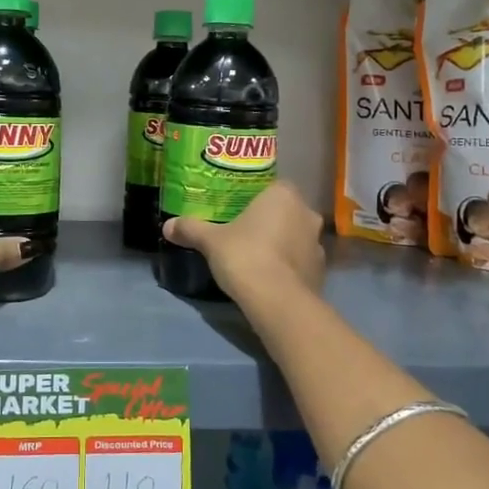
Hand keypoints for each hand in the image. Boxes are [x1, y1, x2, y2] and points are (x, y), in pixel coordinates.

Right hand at [162, 181, 324, 302]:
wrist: (278, 302)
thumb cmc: (245, 256)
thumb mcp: (211, 241)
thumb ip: (191, 229)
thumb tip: (167, 225)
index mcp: (283, 195)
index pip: (273, 186)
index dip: (257, 197)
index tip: (239, 209)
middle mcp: (306, 213)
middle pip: (286, 211)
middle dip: (269, 220)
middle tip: (244, 232)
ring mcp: (318, 244)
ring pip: (295, 236)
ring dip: (281, 243)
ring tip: (257, 257)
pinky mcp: (321, 271)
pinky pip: (301, 261)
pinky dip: (289, 266)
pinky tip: (270, 277)